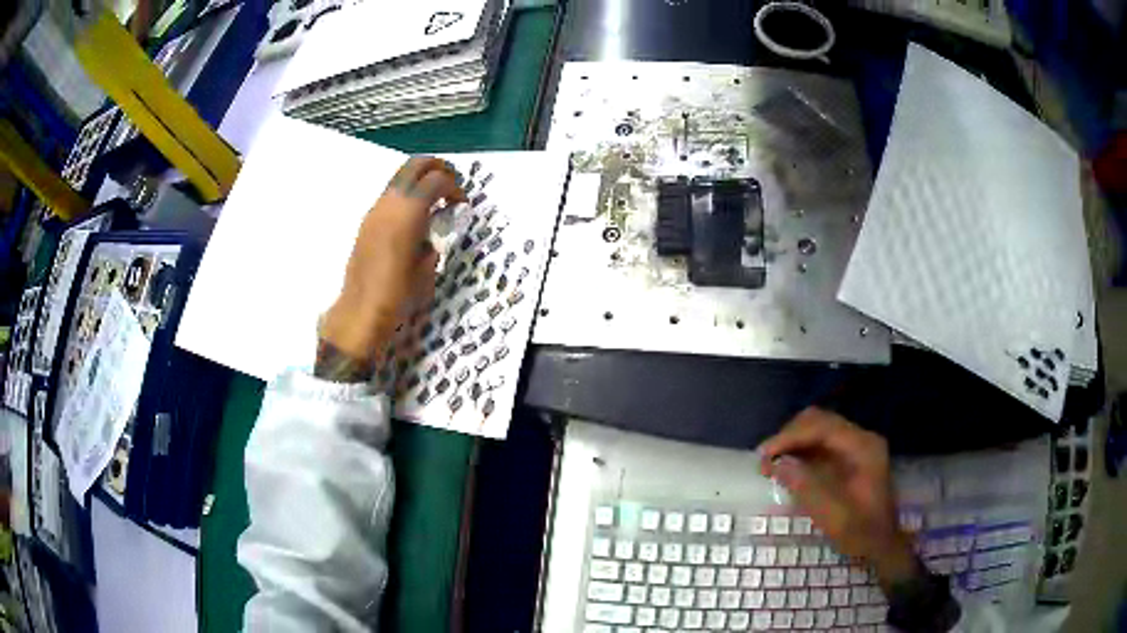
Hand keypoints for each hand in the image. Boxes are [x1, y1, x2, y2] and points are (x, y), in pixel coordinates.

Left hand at [319, 157, 464, 372]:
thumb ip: (435, 238)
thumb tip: (438, 226)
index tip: (462, 204)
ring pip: (400, 176)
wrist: (361, 311)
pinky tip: (415, 217)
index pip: (436, 180)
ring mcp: (375, 210)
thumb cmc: (398, 295)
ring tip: (435, 200)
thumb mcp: (427, 267)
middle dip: (438, 168)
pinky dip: (407, 194)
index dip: (455, 187)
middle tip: (451, 186)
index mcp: (408, 212)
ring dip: (421, 180)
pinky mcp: (367, 221)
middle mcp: (389, 203)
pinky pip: (391, 193)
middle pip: (416, 165)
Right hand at [759, 408, 917, 590]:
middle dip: (789, 436)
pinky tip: (787, 467)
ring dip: (793, 442)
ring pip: (819, 429)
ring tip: (771, 463)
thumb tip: (776, 464)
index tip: (764, 455)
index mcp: (863, 448)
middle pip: (820, 421)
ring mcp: (857, 446)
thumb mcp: (833, 515)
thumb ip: (806, 487)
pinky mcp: (850, 457)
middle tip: (765, 459)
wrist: (883, 545)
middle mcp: (861, 439)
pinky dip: (801, 451)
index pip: (822, 427)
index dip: (790, 436)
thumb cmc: (861, 532)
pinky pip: (822, 444)